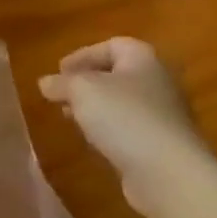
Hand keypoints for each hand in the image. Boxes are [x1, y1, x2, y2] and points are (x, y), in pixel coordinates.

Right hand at [38, 38, 211, 216]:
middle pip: (118, 74)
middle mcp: (159, 83)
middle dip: (87, 82)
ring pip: (122, 102)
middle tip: (62, 94)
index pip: (114, 45)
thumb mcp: (80, 90)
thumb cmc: (124, 117)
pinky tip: (93, 141)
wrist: (169, 172)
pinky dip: (108, 129)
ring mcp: (164, 116)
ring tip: (72, 118)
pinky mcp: (162, 144)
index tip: (59, 72)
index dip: (83, 54)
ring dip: (95, 107)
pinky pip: (129, 127)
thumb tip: (47, 83)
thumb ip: (60, 82)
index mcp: (144, 61)